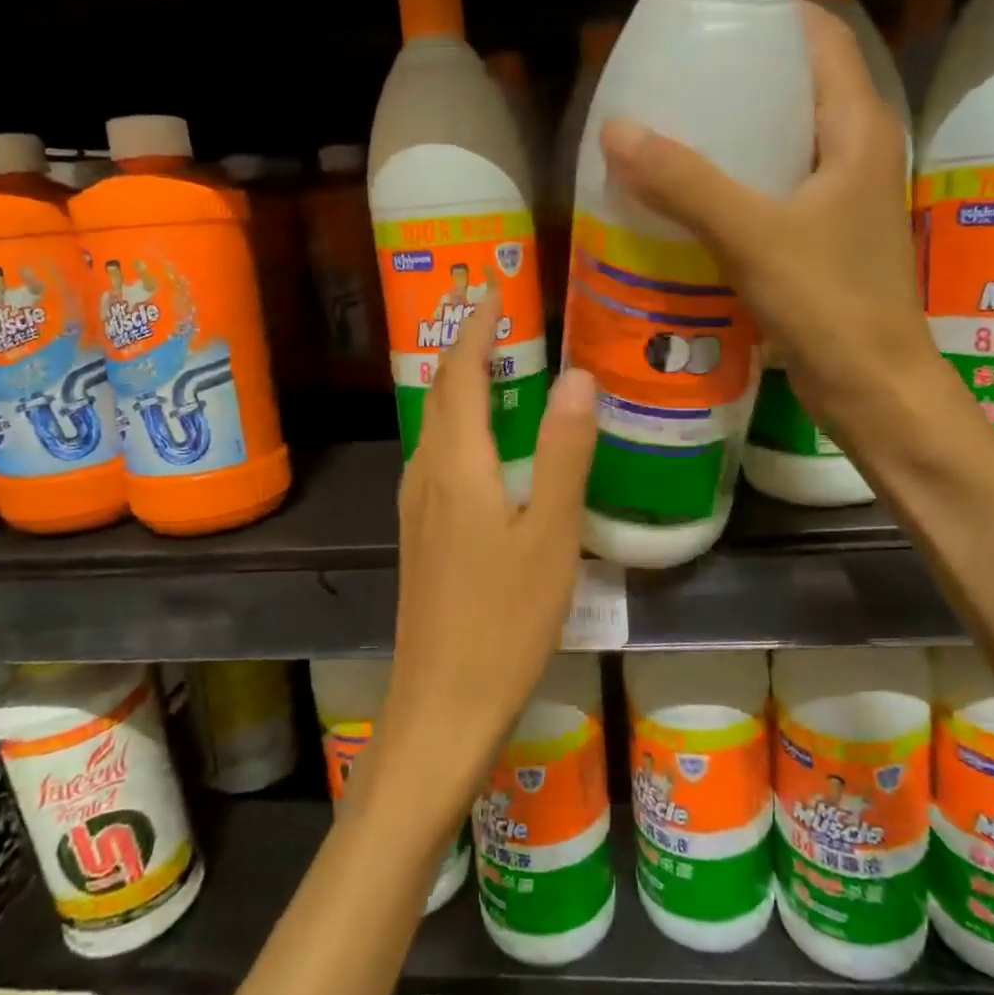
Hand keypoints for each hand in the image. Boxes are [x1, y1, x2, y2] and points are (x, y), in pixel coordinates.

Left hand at [376, 290, 597, 816]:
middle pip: (441, 393)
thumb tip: (576, 376)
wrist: (442, 704)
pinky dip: (463, 427)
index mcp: (456, 465)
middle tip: (499, 315)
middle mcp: (426, 474)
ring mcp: (418, 507)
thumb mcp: (550, 536)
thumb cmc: (503, 621)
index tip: (493, 290)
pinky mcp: (422, 535)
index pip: (460, 374)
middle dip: (465, 347)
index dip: (476, 329)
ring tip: (498, 366)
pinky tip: (490, 446)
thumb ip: (564, 454)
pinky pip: (439, 457)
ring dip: (461, 386)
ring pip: (437, 426)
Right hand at [599, 1, 931, 430]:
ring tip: (666, 132)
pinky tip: (685, 200)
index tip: (707, 15)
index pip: (821, 37)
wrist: (872, 387)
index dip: (770, 14)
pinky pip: (770, 193)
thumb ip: (686, 183)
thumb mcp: (754, 236)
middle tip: (670, 78)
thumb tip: (615, 131)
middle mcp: (853, 153)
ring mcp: (837, 201)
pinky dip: (731, 187)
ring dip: (730, 138)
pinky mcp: (819, 241)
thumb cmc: (830, 304)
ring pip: (780, 145)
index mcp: (858, 128)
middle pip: (795, 88)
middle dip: (737, 78)